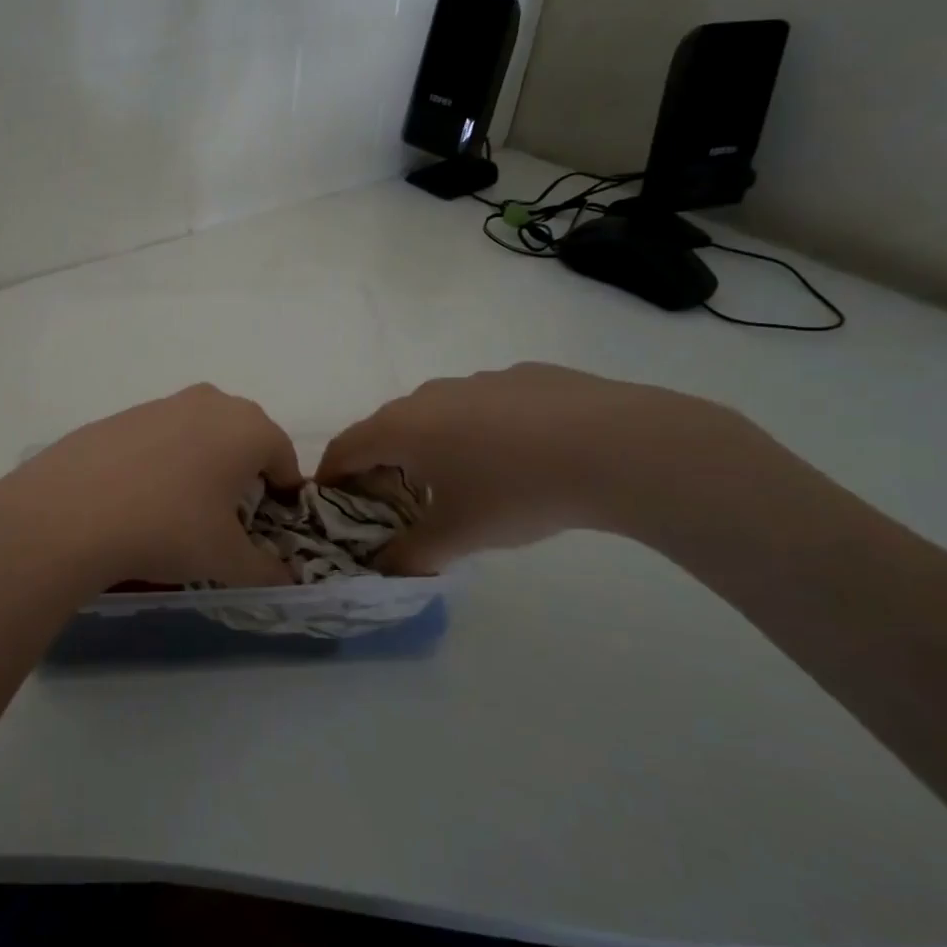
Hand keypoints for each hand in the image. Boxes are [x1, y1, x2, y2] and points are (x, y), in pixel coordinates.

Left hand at [0, 385, 301, 592]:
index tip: (269, 526)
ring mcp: (162, 403)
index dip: (284, 494)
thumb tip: (285, 578)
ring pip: (200, 433)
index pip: (284, 457)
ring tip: (181, 508)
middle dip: (244, 473)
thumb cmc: (169, 528)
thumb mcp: (227, 560)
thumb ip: (266, 569)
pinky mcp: (121, 414)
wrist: (71, 511)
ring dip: (203, 463)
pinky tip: (139, 497)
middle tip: (228, 516)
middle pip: (243, 438)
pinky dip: (162, 461)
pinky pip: (160, 437)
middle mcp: (210, 403)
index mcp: (248, 428)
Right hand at [316, 364, 741, 570]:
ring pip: (435, 412)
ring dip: (429, 443)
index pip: (345, 447)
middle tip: (393, 499)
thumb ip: (412, 555)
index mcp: (402, 427)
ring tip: (457, 479)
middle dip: (380, 462)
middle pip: (386, 428)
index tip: (330, 500)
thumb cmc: (517, 491)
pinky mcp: (521, 376)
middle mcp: (429, 395)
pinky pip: (480, 404)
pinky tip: (515, 456)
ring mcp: (476, 380)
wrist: (617, 446)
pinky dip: (477, 428)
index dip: (330, 475)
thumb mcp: (460, 535)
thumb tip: (385, 570)